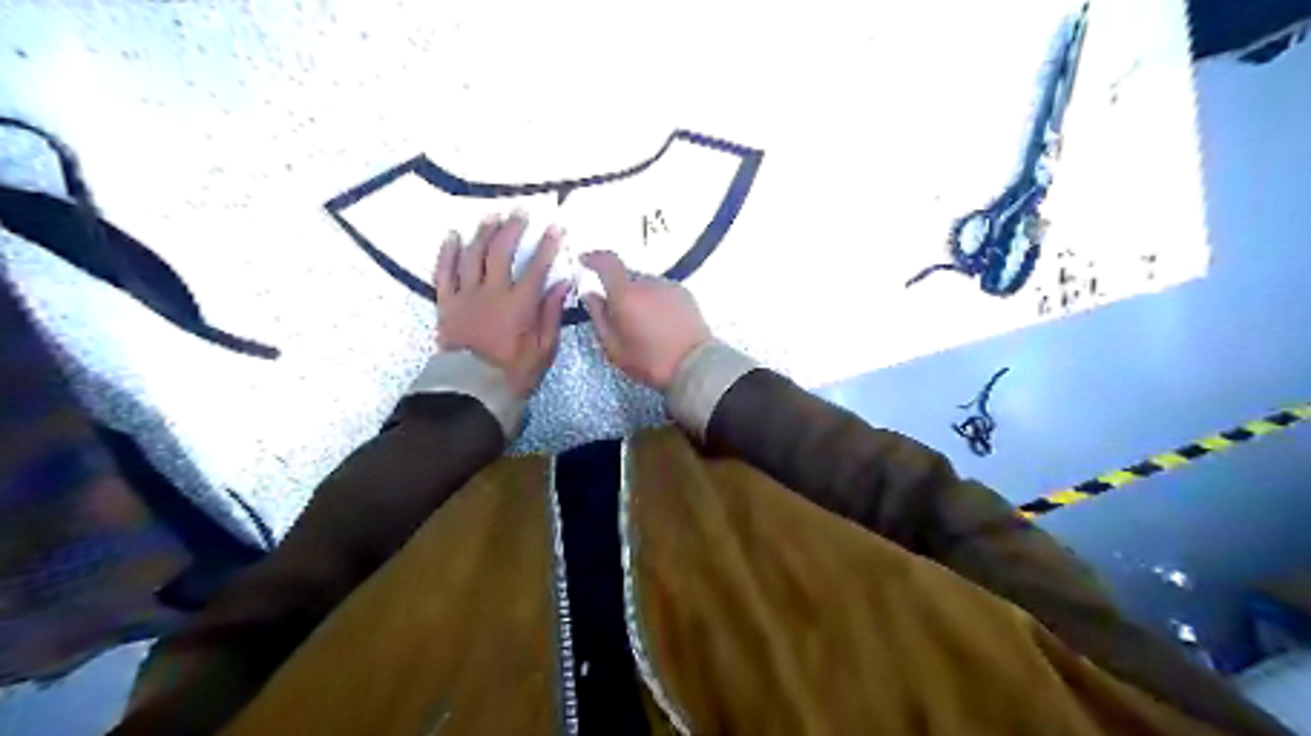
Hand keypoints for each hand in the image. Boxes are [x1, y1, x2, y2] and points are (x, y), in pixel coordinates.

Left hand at [434, 211, 569, 395]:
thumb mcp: (544, 349)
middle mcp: (491, 293)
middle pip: (500, 252)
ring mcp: (465, 296)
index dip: (547, 245)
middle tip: (520, 211)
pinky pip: (444, 272)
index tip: (556, 226)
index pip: (536, 267)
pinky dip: (448, 252)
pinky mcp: (446, 304)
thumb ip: (551, 313)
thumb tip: (561, 283)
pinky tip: (453, 236)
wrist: (472, 391)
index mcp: (519, 305)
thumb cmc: (514, 373)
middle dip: (512, 228)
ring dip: (483, 233)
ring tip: (492, 216)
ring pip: (472, 255)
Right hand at [579, 253, 713, 390]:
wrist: (694, 366)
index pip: (607, 262)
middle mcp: (648, 283)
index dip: (594, 258)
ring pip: (645, 284)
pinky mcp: (685, 294)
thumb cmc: (649, 361)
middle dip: (618, 289)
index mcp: (626, 294)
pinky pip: (662, 291)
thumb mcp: (614, 347)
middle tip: (617, 314)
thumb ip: (598, 317)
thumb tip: (590, 295)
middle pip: (627, 276)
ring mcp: (669, 286)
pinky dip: (655, 300)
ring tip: (642, 323)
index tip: (585, 260)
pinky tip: (659, 322)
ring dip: (639, 296)